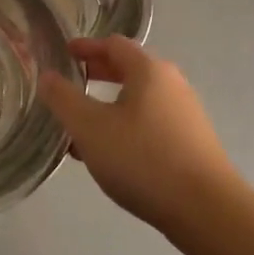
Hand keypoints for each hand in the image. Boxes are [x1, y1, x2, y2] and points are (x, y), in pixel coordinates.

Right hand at [39, 36, 241, 233]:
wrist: (206, 210)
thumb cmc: (143, 159)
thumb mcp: (90, 128)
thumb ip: (63, 99)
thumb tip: (47, 75)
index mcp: (149, 71)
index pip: (114, 44)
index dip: (86, 47)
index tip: (63, 53)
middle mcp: (172, 84)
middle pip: (129, 69)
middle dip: (97, 74)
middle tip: (71, 84)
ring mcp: (186, 114)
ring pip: (139, 99)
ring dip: (109, 105)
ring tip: (82, 127)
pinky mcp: (192, 143)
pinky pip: (151, 123)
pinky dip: (126, 126)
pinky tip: (110, 155)